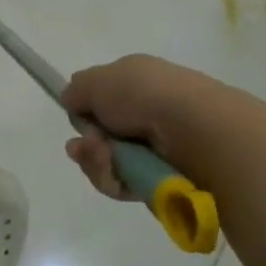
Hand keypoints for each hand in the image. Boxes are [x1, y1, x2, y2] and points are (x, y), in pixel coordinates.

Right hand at [60, 55, 246, 200]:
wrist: (193, 129)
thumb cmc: (143, 94)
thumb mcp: (97, 80)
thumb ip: (77, 90)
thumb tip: (72, 101)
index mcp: (137, 82)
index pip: (102, 100)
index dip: (85, 112)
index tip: (77, 118)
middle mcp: (148, 114)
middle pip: (102, 137)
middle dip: (87, 144)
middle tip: (87, 146)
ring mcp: (157, 149)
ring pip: (109, 163)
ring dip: (96, 162)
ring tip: (103, 157)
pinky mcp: (162, 181)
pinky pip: (124, 185)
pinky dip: (113, 180)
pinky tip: (115, 173)